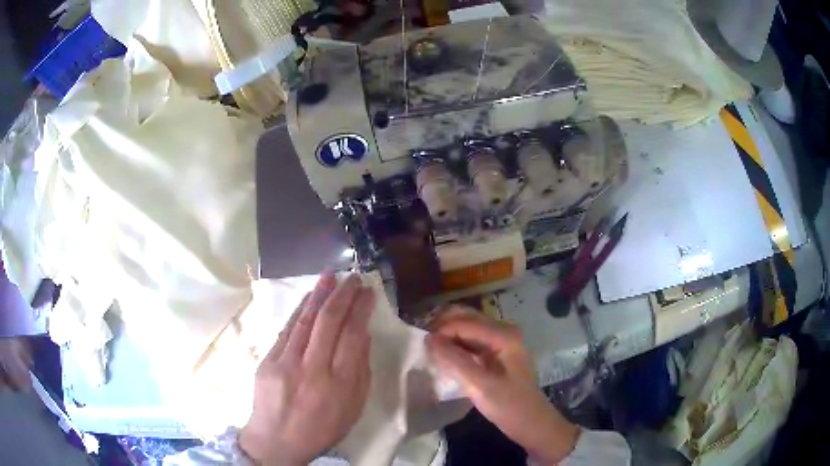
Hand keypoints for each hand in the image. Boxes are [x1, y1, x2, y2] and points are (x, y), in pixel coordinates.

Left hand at [240, 273, 373, 464]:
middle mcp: (312, 370)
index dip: (361, 310)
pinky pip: (287, 330)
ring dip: (319, 295)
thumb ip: (360, 372)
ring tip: (330, 275)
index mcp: (339, 385)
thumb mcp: (352, 408)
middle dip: (343, 295)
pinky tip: (308, 297)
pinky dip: (300, 310)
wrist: (277, 439)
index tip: (368, 292)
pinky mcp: (267, 361)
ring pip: (305, 321)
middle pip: (329, 323)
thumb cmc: (321, 428)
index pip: (352, 337)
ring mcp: (286, 363)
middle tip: (353, 277)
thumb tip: (362, 335)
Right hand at [426, 307, 579, 464]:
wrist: (531, 423)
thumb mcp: (480, 386)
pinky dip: (455, 345)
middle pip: (466, 318)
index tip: (421, 347)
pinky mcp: (496, 353)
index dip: (441, 331)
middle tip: (422, 344)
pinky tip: (443, 357)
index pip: (464, 323)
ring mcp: (500, 341)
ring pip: (467, 328)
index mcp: (504, 335)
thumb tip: (429, 339)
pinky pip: (470, 341)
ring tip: (429, 350)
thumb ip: (455, 361)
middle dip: (442, 327)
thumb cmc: (509, 406)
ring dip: (447, 335)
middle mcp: (503, 331)